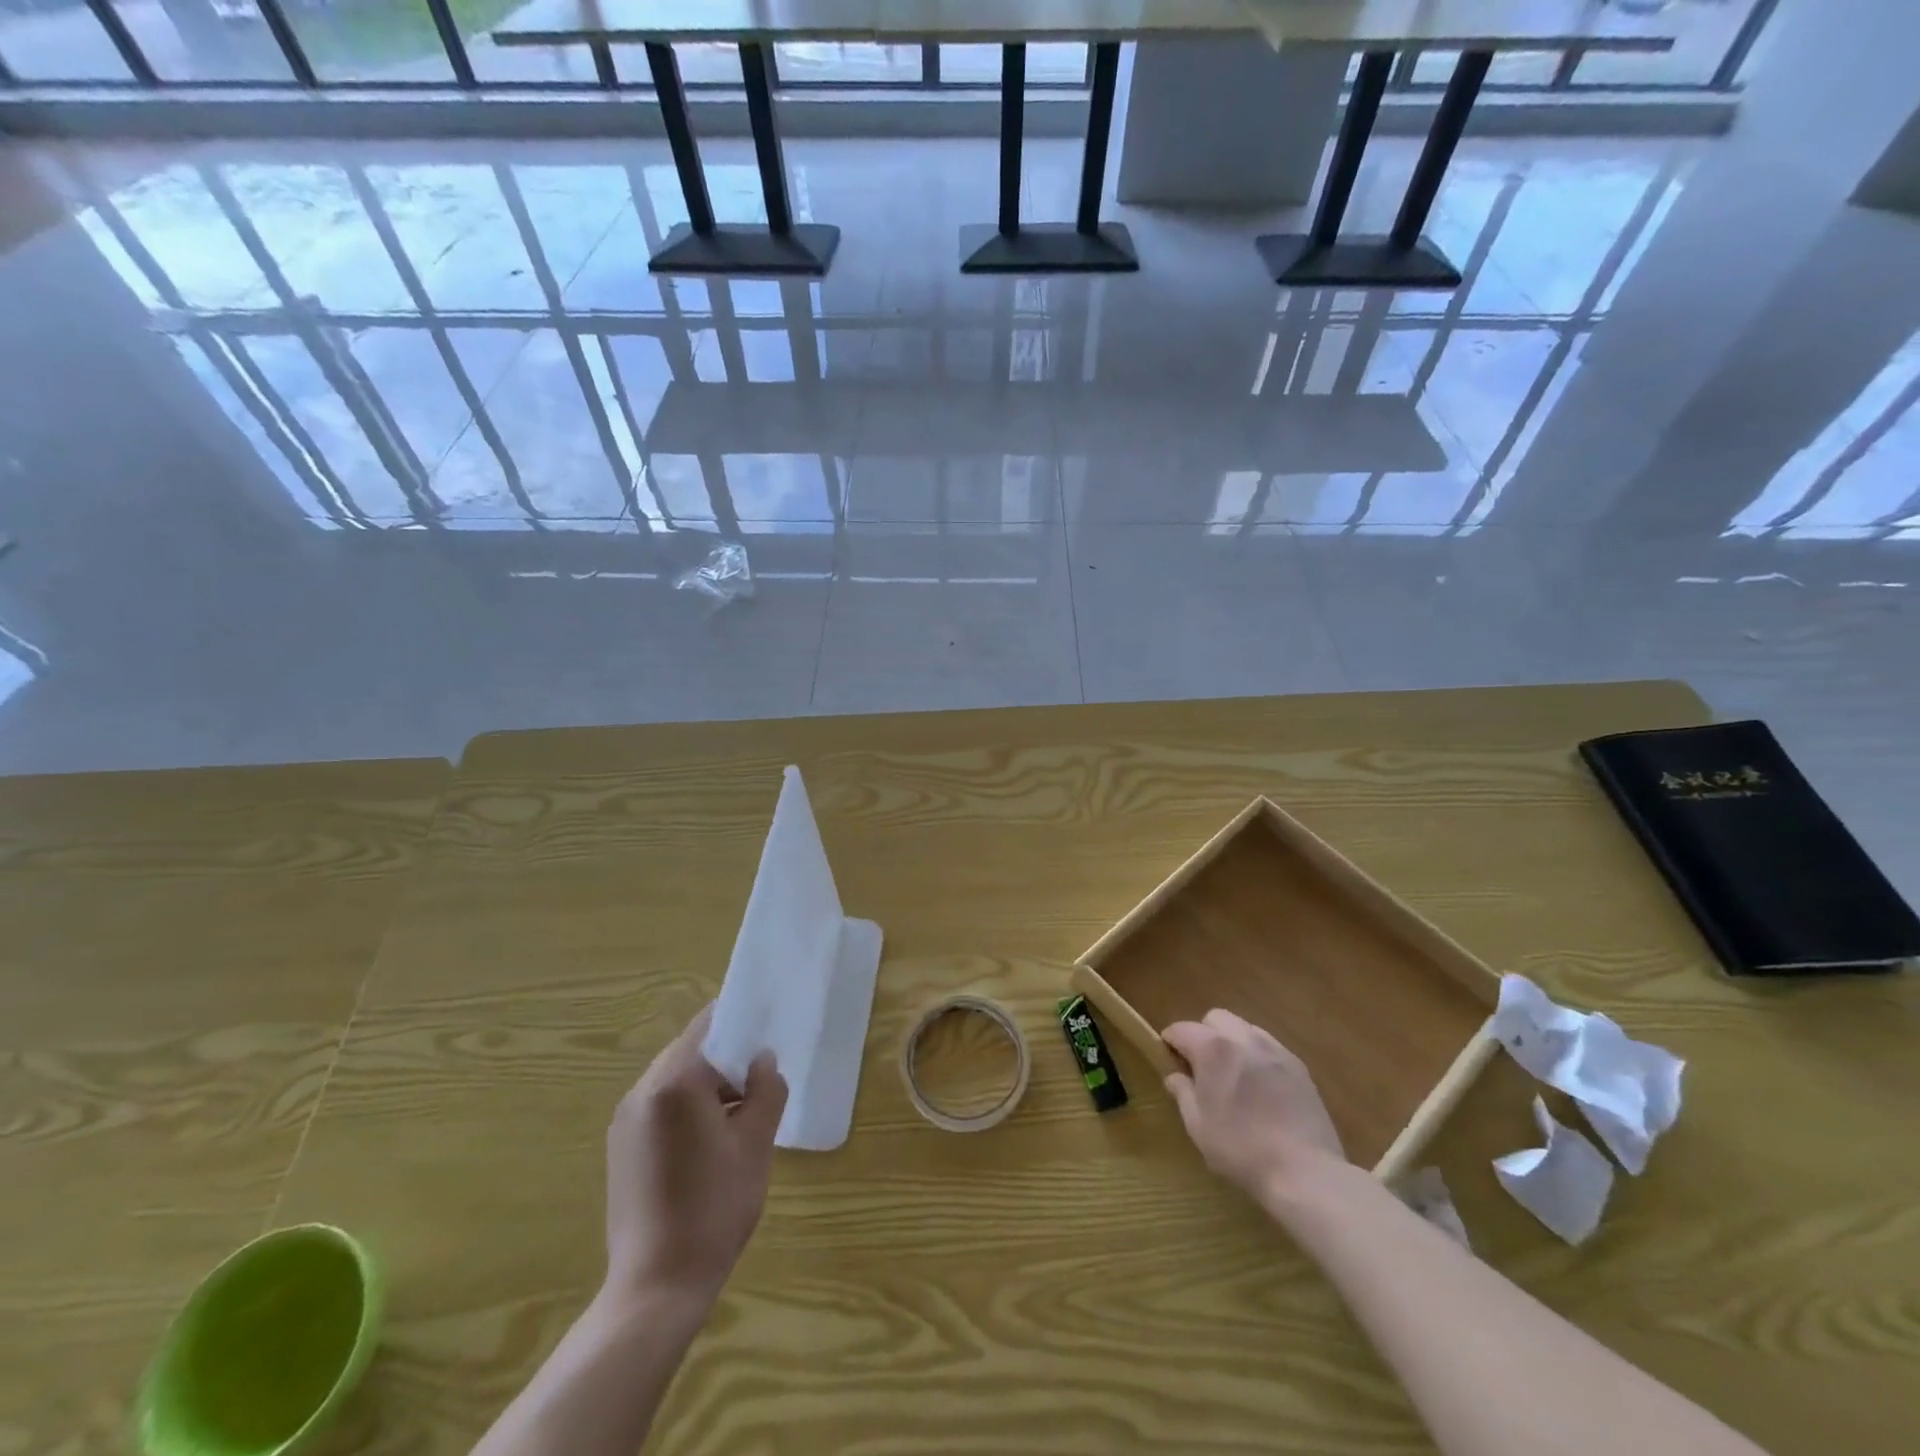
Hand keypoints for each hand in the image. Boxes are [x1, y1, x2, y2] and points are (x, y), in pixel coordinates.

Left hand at [604, 1005, 787, 1307]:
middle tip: (761, 1076)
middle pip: (690, 1050)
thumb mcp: (755, 1144)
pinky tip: (711, 1140)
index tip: (767, 1026)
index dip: (740, 1020)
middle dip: (727, 1057)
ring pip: (675, 1079)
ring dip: (708, 1083)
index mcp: (674, 1082)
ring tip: (741, 1112)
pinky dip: (688, 1106)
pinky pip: (660, 1105)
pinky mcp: (621, 1148)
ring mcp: (625, 1121)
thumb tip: (762, 1060)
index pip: (708, 1025)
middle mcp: (642, 1092)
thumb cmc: (714, 1209)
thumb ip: (766, 1090)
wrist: (656, 1288)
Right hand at [1163, 1010, 1346, 1200]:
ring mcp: (1275, 1050)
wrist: (1305, 1172)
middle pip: (1215, 1018)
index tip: (1170, 1061)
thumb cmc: (1241, 1149)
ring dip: (1232, 1042)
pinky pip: (1270, 1048)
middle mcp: (1243, 1039)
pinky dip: (1258, 1057)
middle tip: (1203, 1067)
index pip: (1181, 1029)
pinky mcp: (1299, 1067)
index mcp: (1213, 1049)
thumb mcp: (1198, 1126)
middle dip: (1203, 1034)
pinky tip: (1262, 1089)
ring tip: (1235, 1076)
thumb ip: (1183, 1094)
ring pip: (1245, 1028)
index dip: (1170, 1042)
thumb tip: (1175, 1077)